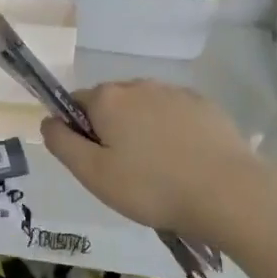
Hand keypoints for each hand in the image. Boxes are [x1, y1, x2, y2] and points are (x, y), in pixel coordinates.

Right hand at [41, 80, 269, 243]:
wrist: (228, 192)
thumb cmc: (151, 187)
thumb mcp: (93, 175)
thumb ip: (63, 144)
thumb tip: (48, 120)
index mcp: (108, 99)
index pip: (76, 103)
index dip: (78, 132)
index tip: (94, 163)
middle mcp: (139, 85)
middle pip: (111, 104)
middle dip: (111, 130)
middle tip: (125, 173)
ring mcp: (175, 92)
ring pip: (144, 108)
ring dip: (142, 130)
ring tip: (158, 171)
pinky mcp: (205, 105)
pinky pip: (175, 114)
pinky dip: (172, 132)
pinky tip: (184, 162)